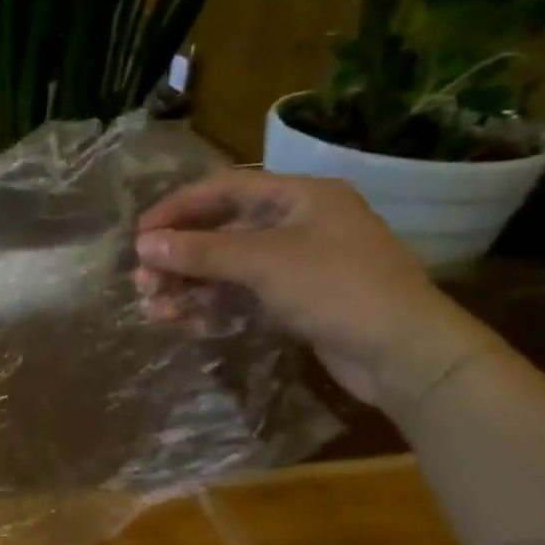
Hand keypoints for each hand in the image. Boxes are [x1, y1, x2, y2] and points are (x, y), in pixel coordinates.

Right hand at [134, 171, 501, 410]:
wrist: (405, 355)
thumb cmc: (338, 289)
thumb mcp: (264, 263)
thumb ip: (200, 252)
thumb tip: (143, 245)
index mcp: (299, 197)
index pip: (222, 189)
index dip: (176, 210)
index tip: (139, 237)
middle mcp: (296, 223)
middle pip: (219, 231)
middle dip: (178, 258)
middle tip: (143, 282)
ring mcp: (296, 264)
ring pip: (225, 268)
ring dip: (188, 286)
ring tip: (154, 309)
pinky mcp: (295, 300)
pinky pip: (241, 295)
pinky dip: (211, 306)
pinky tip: (187, 323)